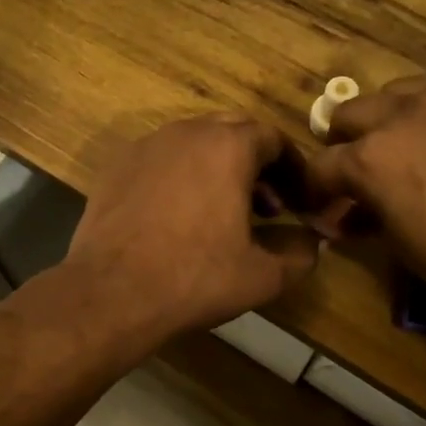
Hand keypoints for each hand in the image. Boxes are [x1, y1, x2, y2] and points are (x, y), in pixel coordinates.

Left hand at [63, 115, 322, 347]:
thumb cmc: (194, 279)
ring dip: (218, 169)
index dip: (293, 169)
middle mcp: (186, 132)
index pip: (274, 139)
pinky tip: (178, 217)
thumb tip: (313, 240)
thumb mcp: (263, 276)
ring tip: (224, 213)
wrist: (111, 293)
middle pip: (233, 133)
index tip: (300, 199)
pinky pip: (160, 160)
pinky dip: (180, 177)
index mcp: (228, 146)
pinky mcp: (116, 167)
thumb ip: (300, 252)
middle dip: (257, 165)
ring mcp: (146, 146)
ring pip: (194, 144)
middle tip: (268, 206)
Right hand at [306, 55, 425, 332]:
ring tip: (410, 139)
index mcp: (370, 161)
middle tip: (362, 170)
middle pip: (352, 113)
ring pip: (401, 88)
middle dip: (347, 143)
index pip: (322, 166)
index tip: (325, 204)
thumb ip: (368, 218)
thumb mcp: (404, 249)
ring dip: (393, 114)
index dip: (319, 189)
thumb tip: (346, 216)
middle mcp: (402, 116)